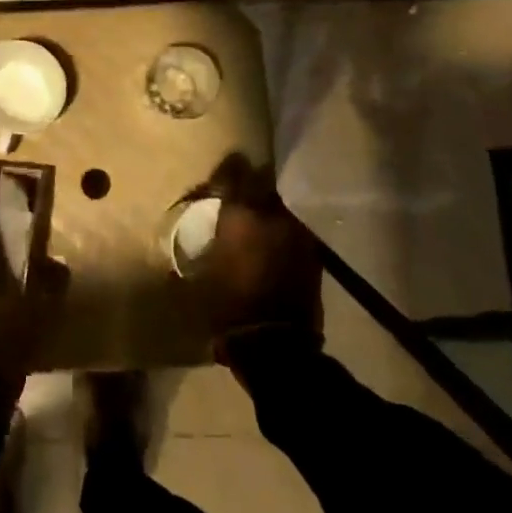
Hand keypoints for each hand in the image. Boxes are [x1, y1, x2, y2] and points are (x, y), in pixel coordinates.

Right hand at [195, 154, 323, 358]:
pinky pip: (291, 233)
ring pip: (279, 210)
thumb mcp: (201, 271)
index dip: (228, 170)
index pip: (236, 174)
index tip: (220, 172)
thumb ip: (205, 243)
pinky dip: (280, 235)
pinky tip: (271, 249)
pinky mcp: (312, 255)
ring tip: (254, 226)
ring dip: (267, 213)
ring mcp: (297, 234)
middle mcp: (272, 216)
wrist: (274, 343)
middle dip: (250, 188)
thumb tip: (199, 235)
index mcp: (241, 215)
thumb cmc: (227, 305)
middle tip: (237, 198)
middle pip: (263, 187)